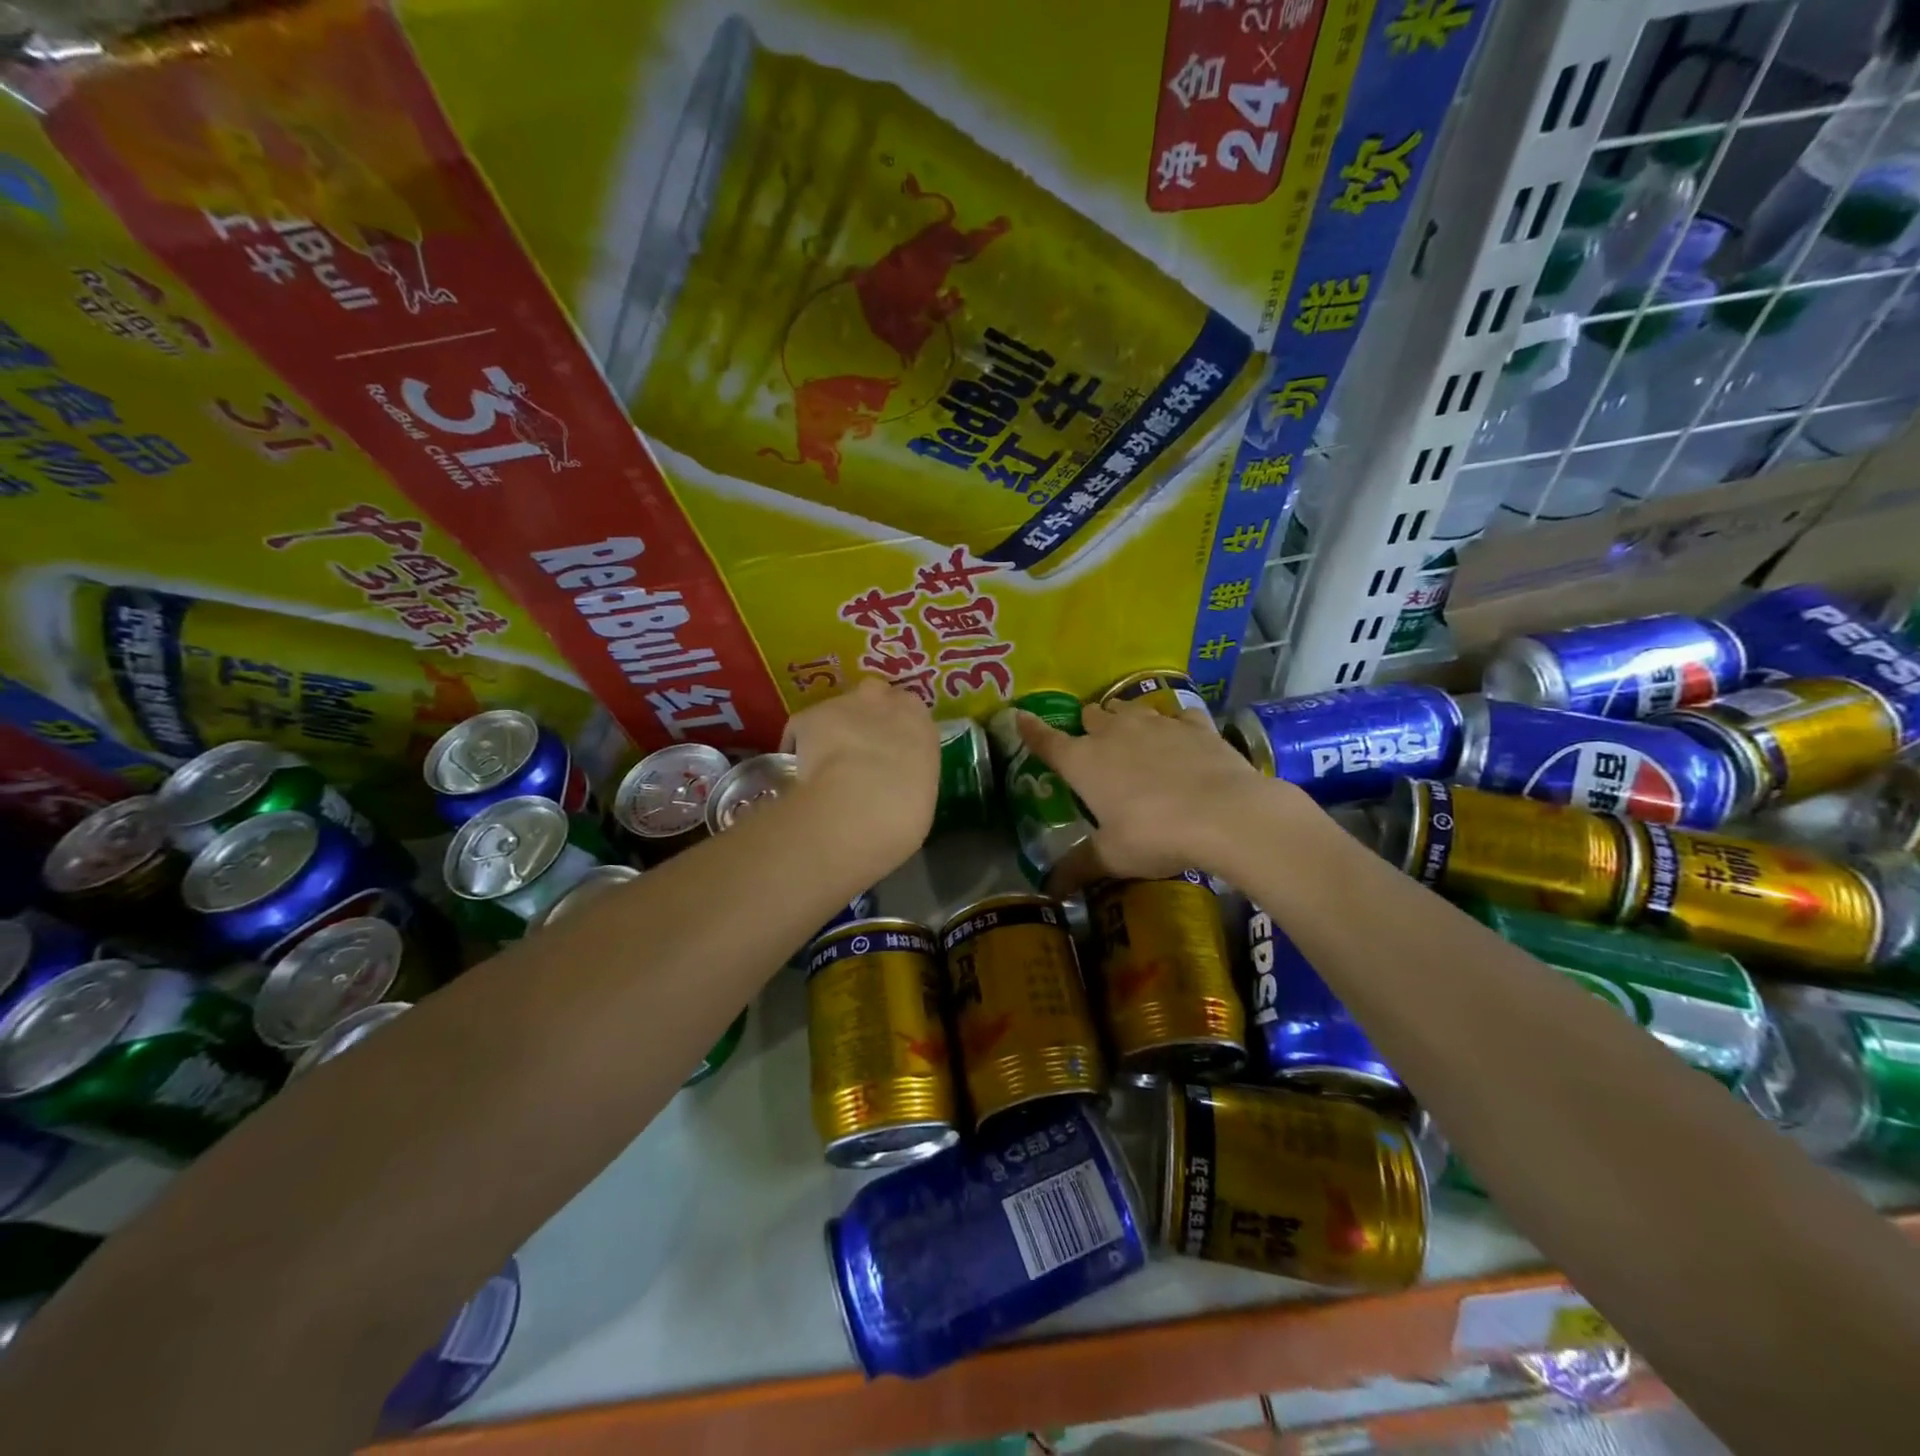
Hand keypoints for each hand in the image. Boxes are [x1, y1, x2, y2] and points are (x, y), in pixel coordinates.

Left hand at [782, 677, 940, 876]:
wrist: (863, 802)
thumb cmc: (907, 806)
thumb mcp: (921, 791)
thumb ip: (908, 775)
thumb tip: (895, 785)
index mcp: (918, 719)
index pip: (910, 711)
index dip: (898, 730)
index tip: (893, 752)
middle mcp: (882, 700)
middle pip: (873, 696)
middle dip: (866, 716)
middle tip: (860, 750)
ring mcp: (842, 703)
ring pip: (836, 710)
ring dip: (833, 730)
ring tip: (826, 764)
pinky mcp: (807, 715)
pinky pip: (801, 730)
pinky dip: (798, 747)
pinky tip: (798, 773)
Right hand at [1016, 700, 1304, 885]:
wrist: (1225, 814)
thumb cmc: (1155, 835)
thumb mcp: (1112, 857)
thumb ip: (1079, 867)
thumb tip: (1050, 890)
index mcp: (1083, 761)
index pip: (1047, 741)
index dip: (1031, 730)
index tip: (1021, 717)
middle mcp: (1114, 733)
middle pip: (1091, 715)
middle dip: (1088, 725)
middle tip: (1093, 744)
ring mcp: (1156, 724)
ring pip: (1130, 708)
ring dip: (1125, 718)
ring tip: (1131, 734)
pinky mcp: (1195, 725)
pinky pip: (1178, 716)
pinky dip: (1175, 725)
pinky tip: (1182, 737)